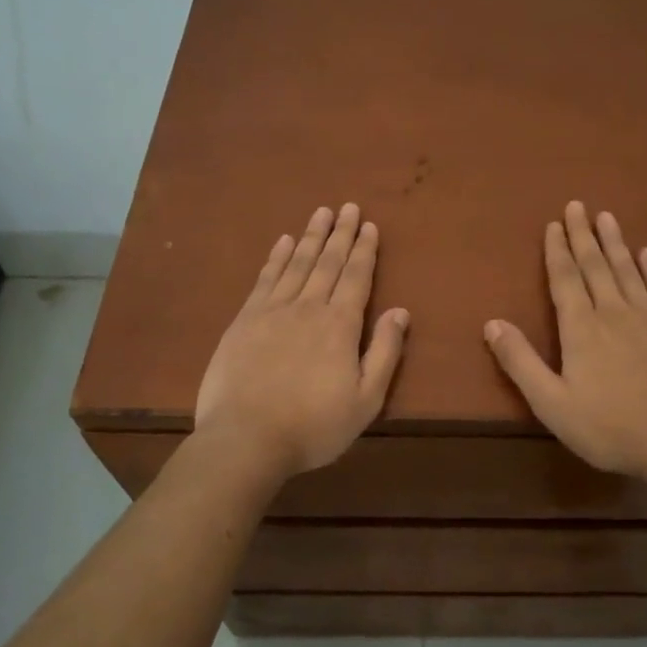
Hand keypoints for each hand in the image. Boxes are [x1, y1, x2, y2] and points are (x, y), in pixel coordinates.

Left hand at [195, 203, 407, 478]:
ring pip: (297, 263)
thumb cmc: (313, 425)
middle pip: (328, 262)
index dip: (364, 250)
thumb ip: (385, 352)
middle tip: (348, 207)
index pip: (357, 277)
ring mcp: (273, 310)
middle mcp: (309, 307)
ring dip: (311, 236)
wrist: (246, 439)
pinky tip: (284, 242)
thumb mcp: (365, 399)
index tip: (368, 225)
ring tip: (321, 213)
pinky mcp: (244, 320)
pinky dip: (277, 257)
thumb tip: (401, 311)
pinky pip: (266, 278)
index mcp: (341, 325)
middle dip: (341, 233)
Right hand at [484, 202, 646, 477]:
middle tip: (577, 205)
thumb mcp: (552, 404)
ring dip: (614, 242)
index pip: (565, 279)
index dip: (557, 250)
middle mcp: (613, 312)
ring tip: (606, 217)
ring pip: (627, 269)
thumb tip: (491, 323)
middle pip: (595, 265)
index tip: (554, 224)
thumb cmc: (610, 427)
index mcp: (581, 328)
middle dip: (583, 235)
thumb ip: (521, 362)